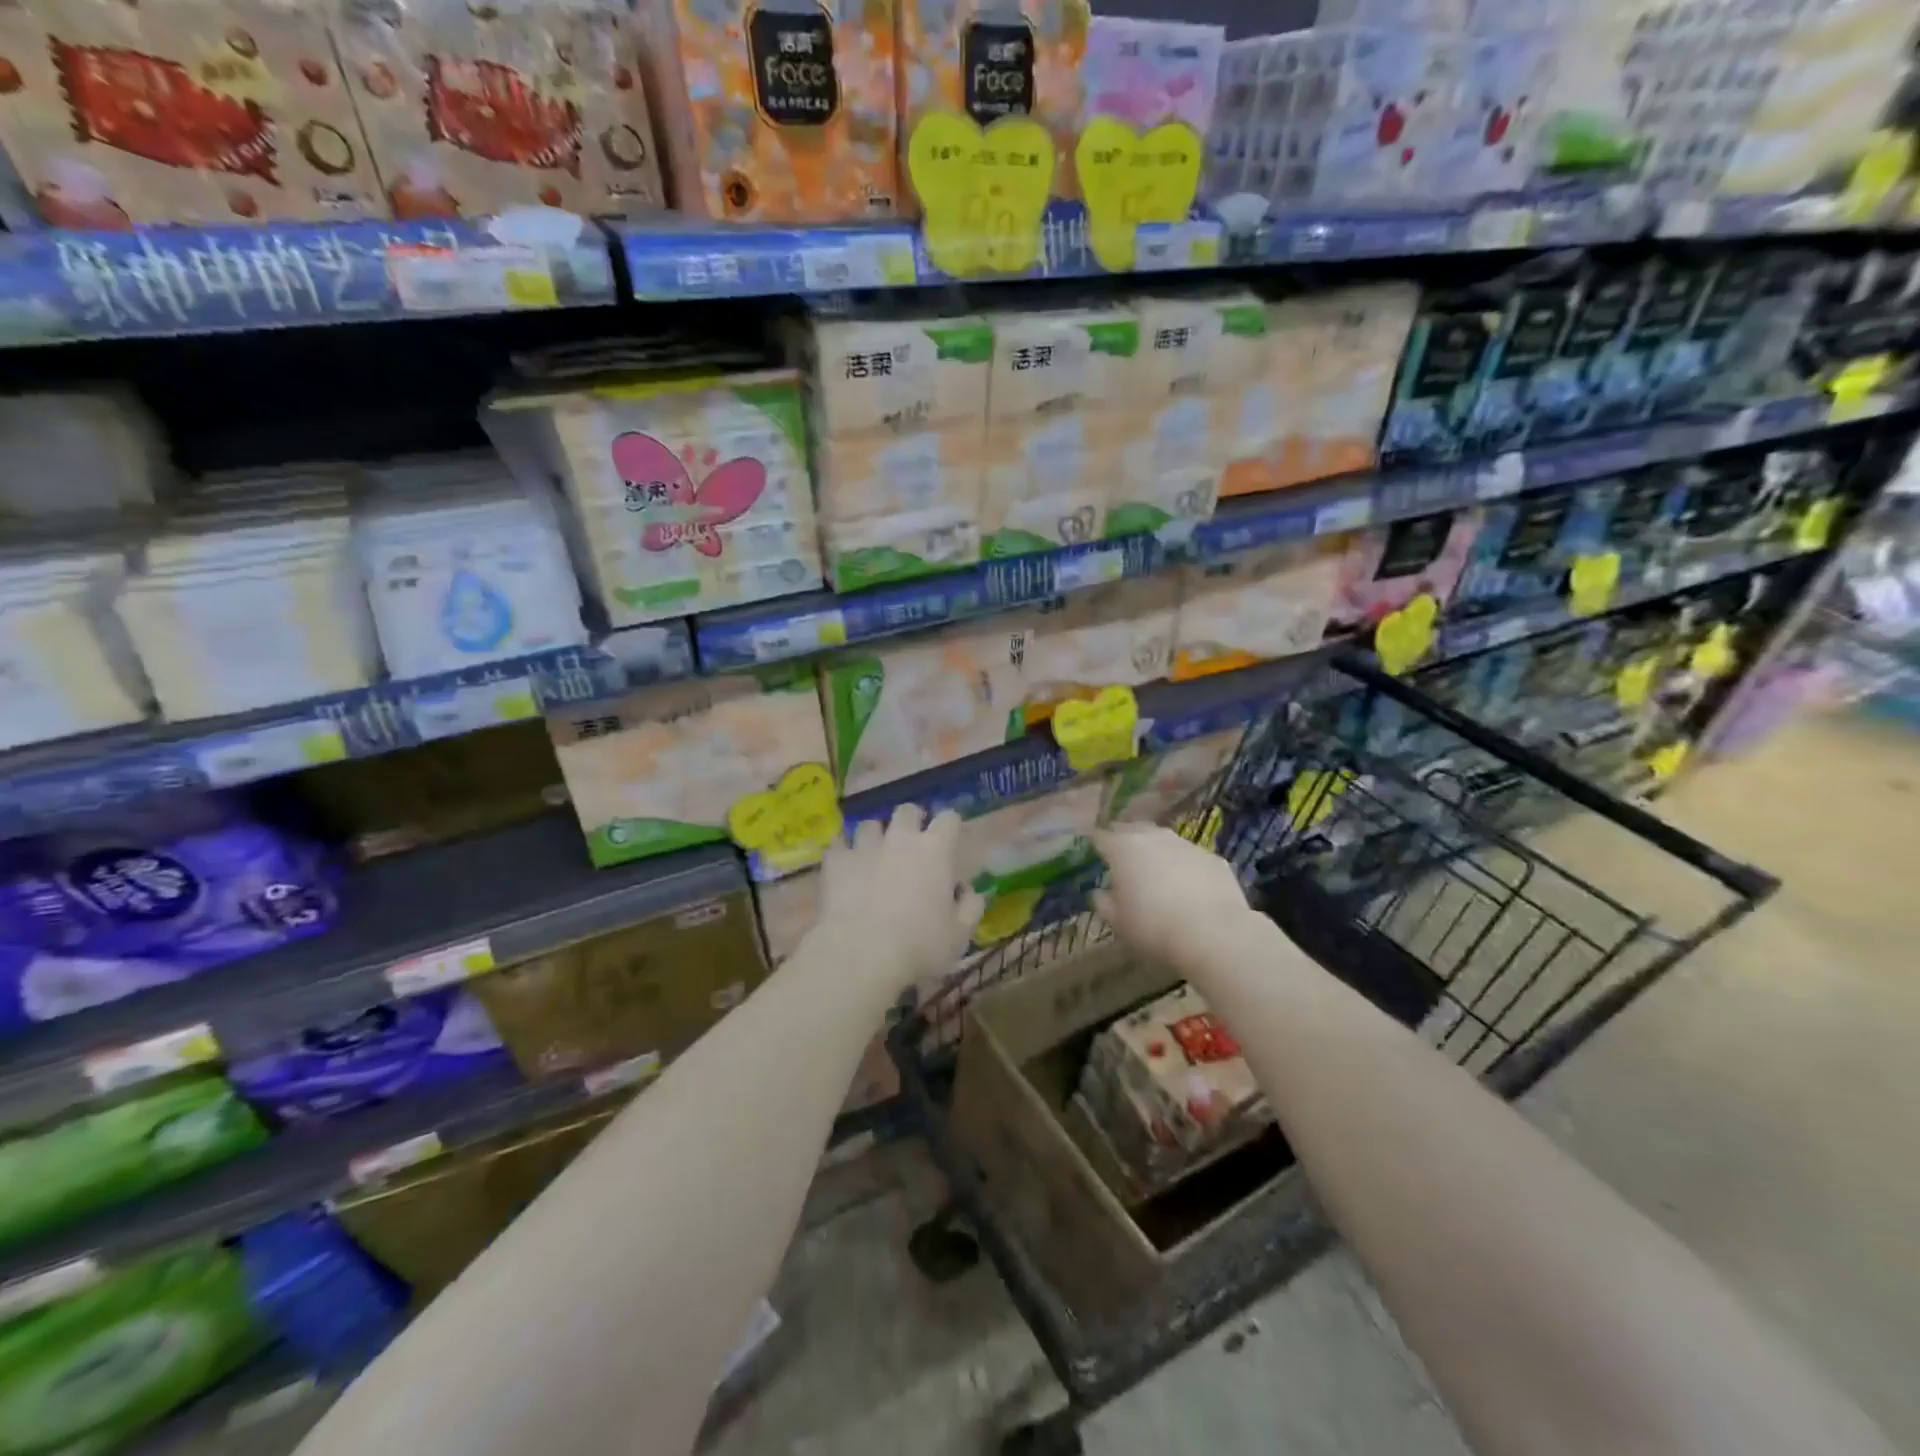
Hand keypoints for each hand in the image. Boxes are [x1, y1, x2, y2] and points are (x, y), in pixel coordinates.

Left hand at [816, 805, 983, 994]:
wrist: (860, 955)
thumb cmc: (919, 946)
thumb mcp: (959, 935)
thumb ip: (970, 907)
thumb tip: (969, 892)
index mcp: (935, 850)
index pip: (949, 818)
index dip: (950, 826)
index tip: (950, 841)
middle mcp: (900, 838)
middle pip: (907, 811)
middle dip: (911, 822)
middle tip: (911, 845)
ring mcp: (864, 846)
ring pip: (869, 824)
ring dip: (875, 836)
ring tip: (874, 856)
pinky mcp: (835, 861)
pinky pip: (838, 845)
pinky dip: (843, 853)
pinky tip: (844, 867)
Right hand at [1092, 823, 1254, 969]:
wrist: (1214, 934)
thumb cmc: (1153, 927)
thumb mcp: (1117, 921)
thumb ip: (1103, 902)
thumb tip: (1100, 892)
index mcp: (1123, 848)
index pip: (1101, 837)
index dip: (1096, 846)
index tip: (1095, 857)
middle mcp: (1154, 837)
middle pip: (1133, 830)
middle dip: (1125, 842)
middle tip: (1123, 863)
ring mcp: (1186, 844)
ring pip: (1165, 841)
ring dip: (1157, 853)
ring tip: (1157, 875)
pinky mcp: (1213, 858)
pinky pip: (1191, 857)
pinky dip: (1185, 867)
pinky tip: (1189, 889)